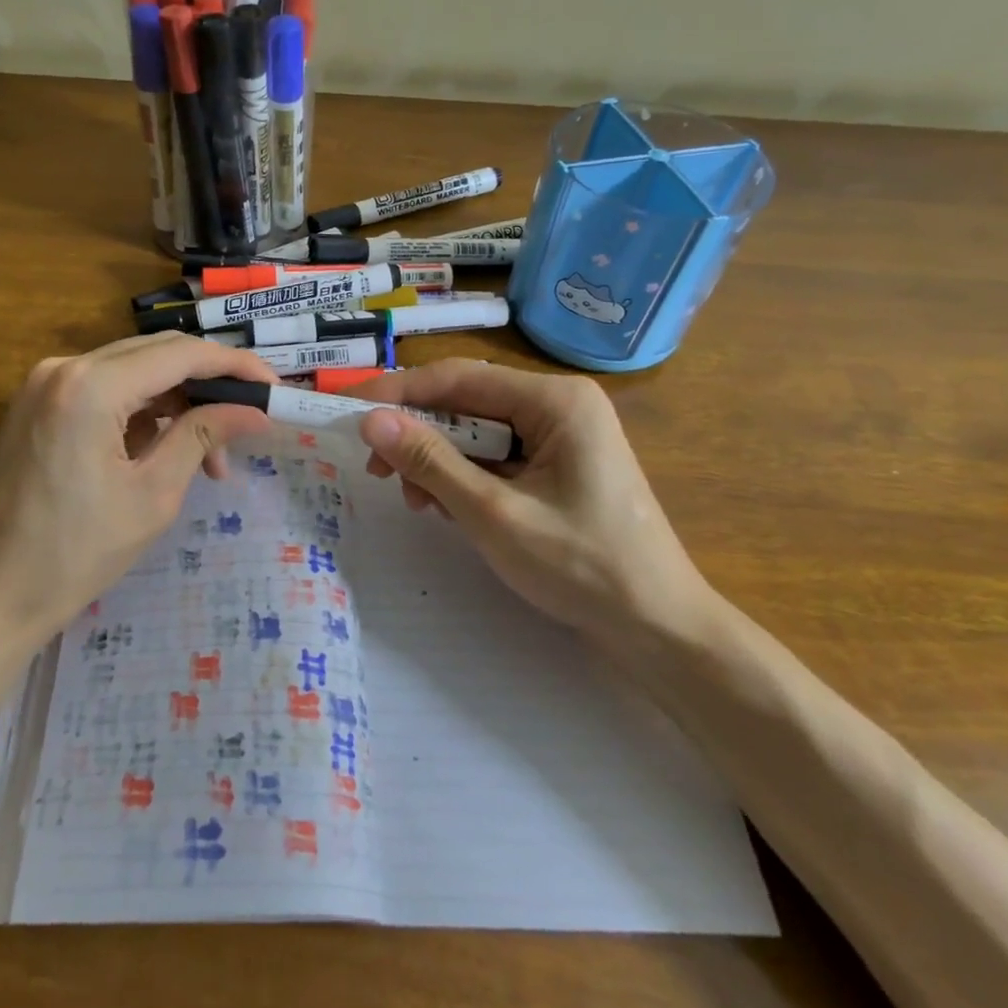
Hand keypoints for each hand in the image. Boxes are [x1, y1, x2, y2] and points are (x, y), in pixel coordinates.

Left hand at [0, 334, 275, 650]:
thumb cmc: (74, 555)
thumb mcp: (153, 495)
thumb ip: (203, 436)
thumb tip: (256, 412)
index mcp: (90, 385)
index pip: (180, 354)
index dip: (235, 367)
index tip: (275, 390)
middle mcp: (63, 367)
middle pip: (156, 355)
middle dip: (208, 386)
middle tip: (249, 422)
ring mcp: (44, 384)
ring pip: (133, 372)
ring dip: (177, 404)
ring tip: (212, 458)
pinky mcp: (38, 406)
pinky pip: (106, 392)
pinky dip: (143, 414)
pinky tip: (167, 451)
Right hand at [351, 360, 711, 647]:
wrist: (658, 629)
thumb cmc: (581, 567)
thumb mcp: (493, 514)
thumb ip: (430, 461)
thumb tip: (370, 421)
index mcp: (555, 400)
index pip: (459, 378)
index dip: (398, 392)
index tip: (349, 411)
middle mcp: (559, 405)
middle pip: (468, 401)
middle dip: (418, 434)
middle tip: (375, 468)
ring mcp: (562, 435)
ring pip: (478, 431)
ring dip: (438, 460)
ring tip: (415, 499)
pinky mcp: (558, 465)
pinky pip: (496, 456)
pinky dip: (464, 477)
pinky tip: (446, 506)